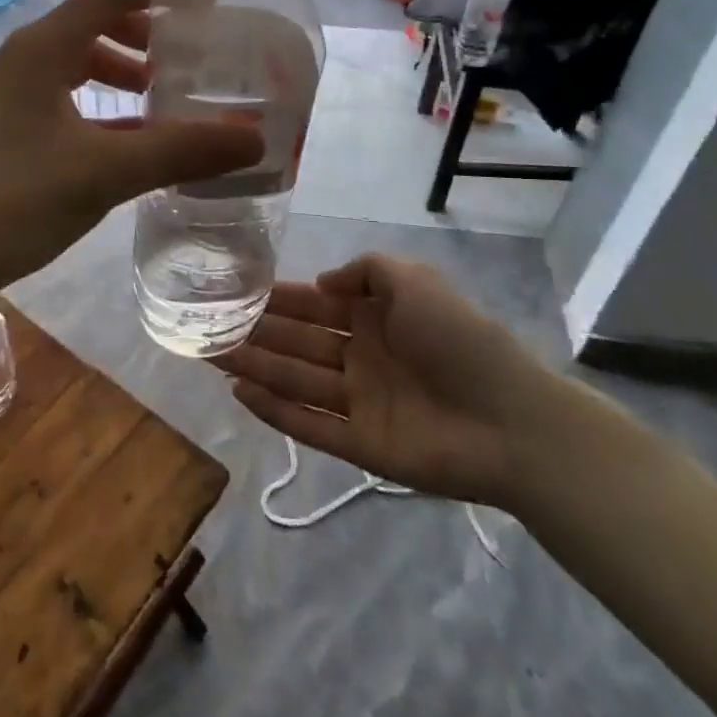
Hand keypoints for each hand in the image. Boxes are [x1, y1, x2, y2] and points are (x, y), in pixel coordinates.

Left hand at [0, 0, 262, 295]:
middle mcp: (27, 57)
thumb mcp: (107, 172)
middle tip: (192, 56)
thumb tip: (255, 139)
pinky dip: (106, 103)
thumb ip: (181, 151)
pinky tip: (136, 137)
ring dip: (127, 69)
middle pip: (97, 21)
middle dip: (149, 33)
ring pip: (82, 60)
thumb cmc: (17, 200)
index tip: (212, 7)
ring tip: (167, 95)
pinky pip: (70, 95)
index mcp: (43, 48)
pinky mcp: (13, 124)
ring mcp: (16, 92)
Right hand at [224, 254, 563, 507]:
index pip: (312, 306)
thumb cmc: (459, 339)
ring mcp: (359, 402)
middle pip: (295, 343)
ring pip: (295, 381)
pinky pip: (310, 426)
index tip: (234, 292)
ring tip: (210, 356)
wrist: (510, 420)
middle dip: (254, 334)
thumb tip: (321, 283)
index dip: (274, 300)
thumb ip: (366, 271)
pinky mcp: (360, 445)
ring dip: (255, 368)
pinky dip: (275, 412)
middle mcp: (360, 357)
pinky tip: (240, 394)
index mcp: (373, 318)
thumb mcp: (414, 281)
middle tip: (206, 327)